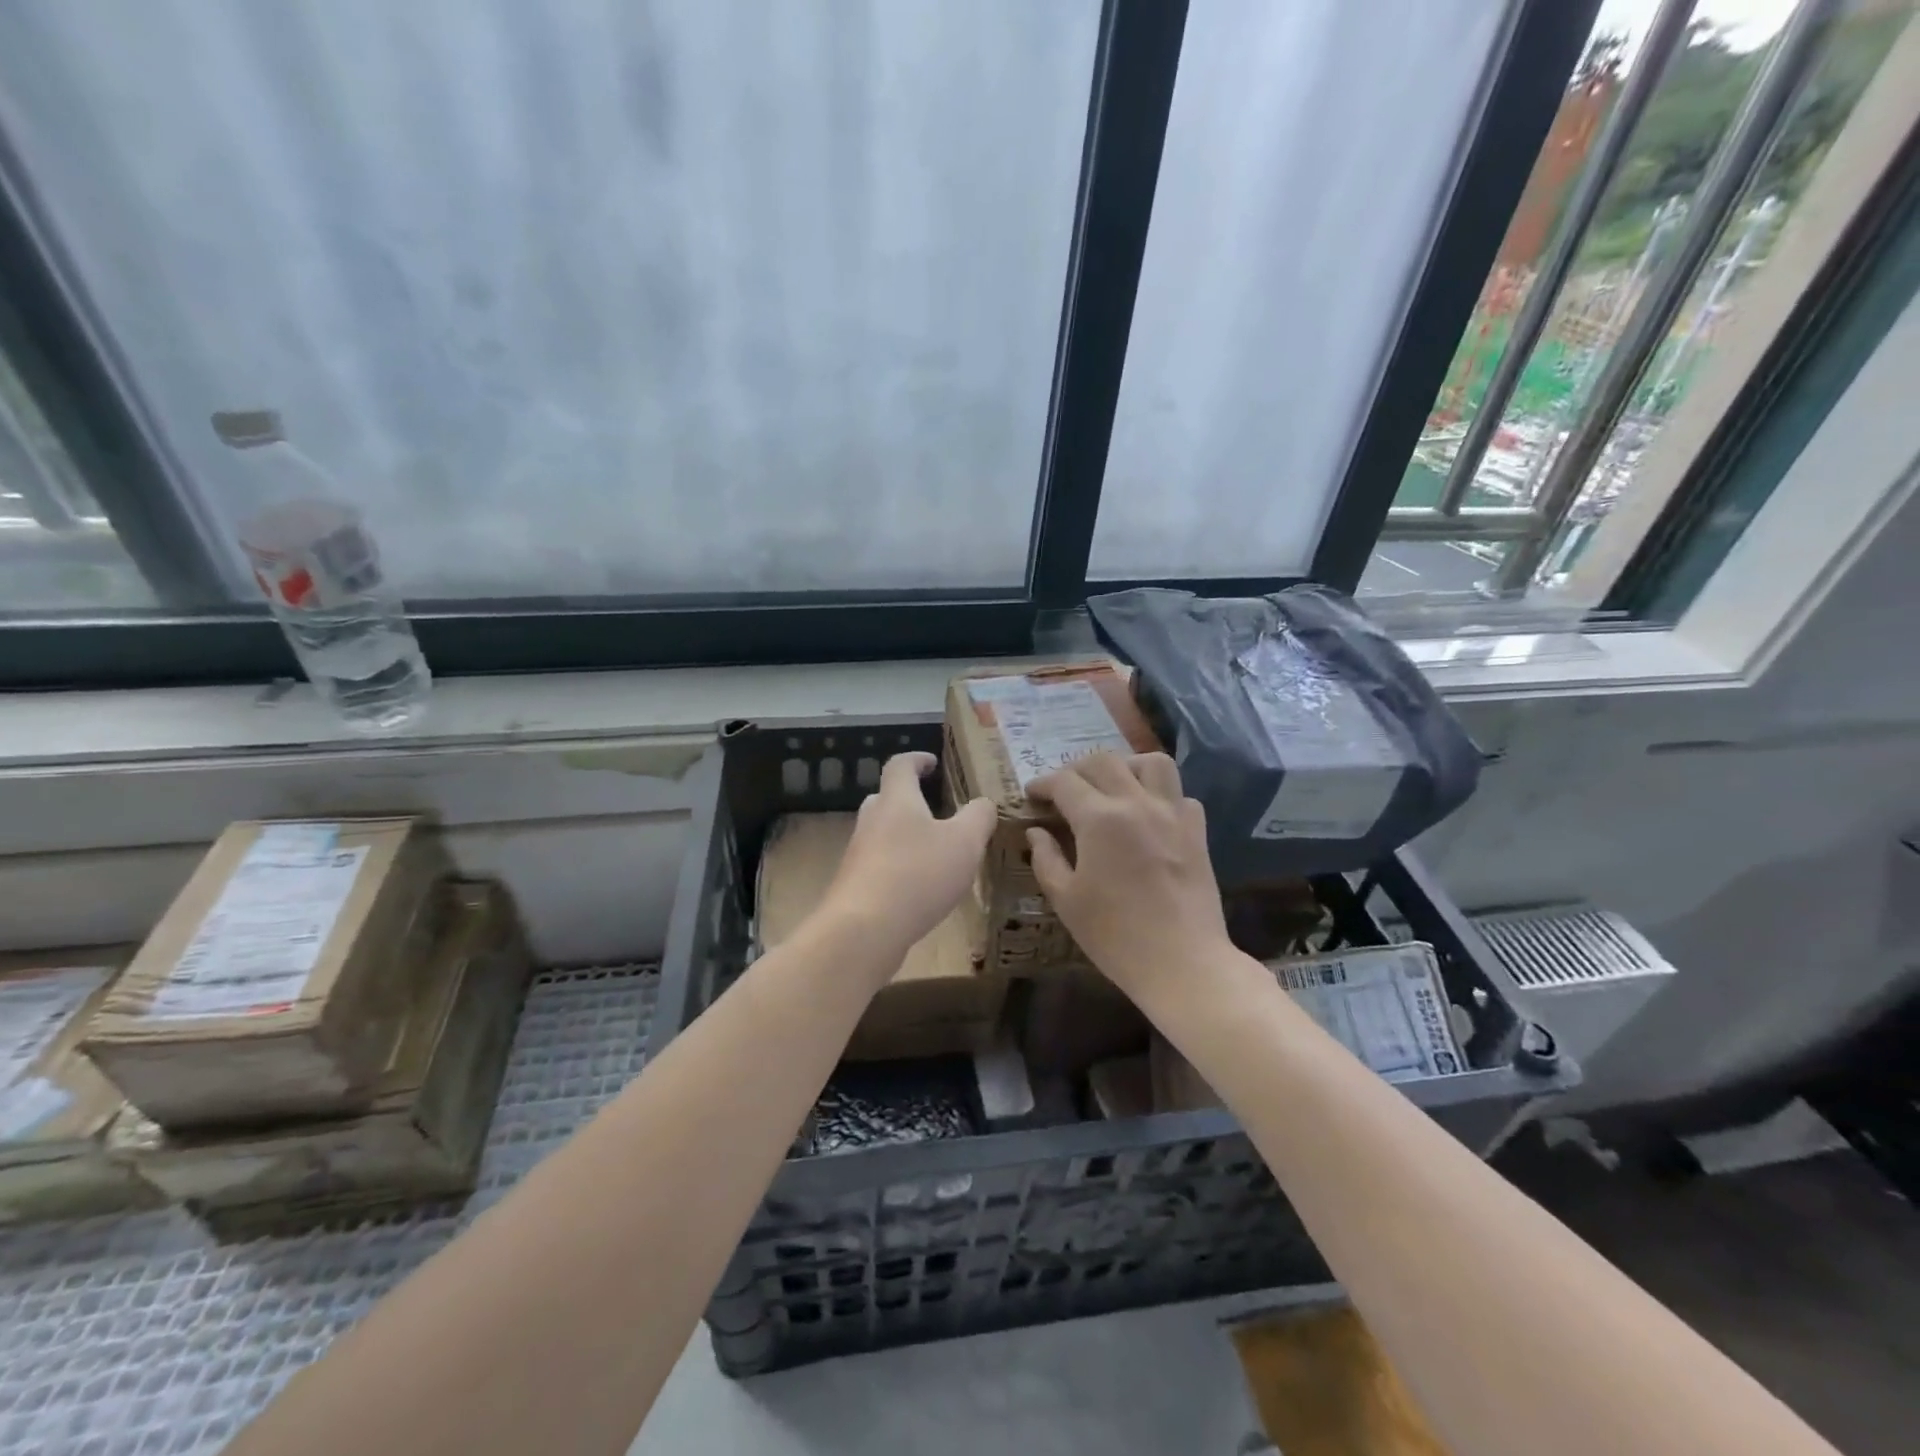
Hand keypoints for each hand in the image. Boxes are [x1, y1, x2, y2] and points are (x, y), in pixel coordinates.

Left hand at [819, 752, 995, 969]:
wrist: (864, 930)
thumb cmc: (918, 874)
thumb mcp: (964, 843)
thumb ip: (979, 818)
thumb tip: (984, 803)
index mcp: (897, 800)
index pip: (900, 765)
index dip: (916, 759)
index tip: (932, 762)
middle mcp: (872, 821)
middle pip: (886, 799)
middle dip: (908, 800)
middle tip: (934, 809)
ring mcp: (859, 855)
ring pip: (882, 834)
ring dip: (905, 837)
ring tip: (934, 853)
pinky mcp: (855, 887)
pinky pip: (879, 866)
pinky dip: (898, 868)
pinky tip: (918, 889)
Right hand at [1025, 753, 1231, 1003]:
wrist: (1182, 963)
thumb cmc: (1115, 936)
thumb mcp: (1065, 900)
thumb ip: (1047, 858)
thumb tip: (1036, 832)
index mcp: (1100, 819)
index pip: (1064, 782)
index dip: (1043, 784)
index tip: (1032, 795)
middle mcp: (1137, 803)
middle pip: (1103, 762)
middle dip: (1076, 770)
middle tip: (1063, 792)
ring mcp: (1172, 813)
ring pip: (1150, 762)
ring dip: (1125, 766)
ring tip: (1111, 787)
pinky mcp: (1197, 830)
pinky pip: (1179, 793)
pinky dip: (1160, 794)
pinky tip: (1147, 814)